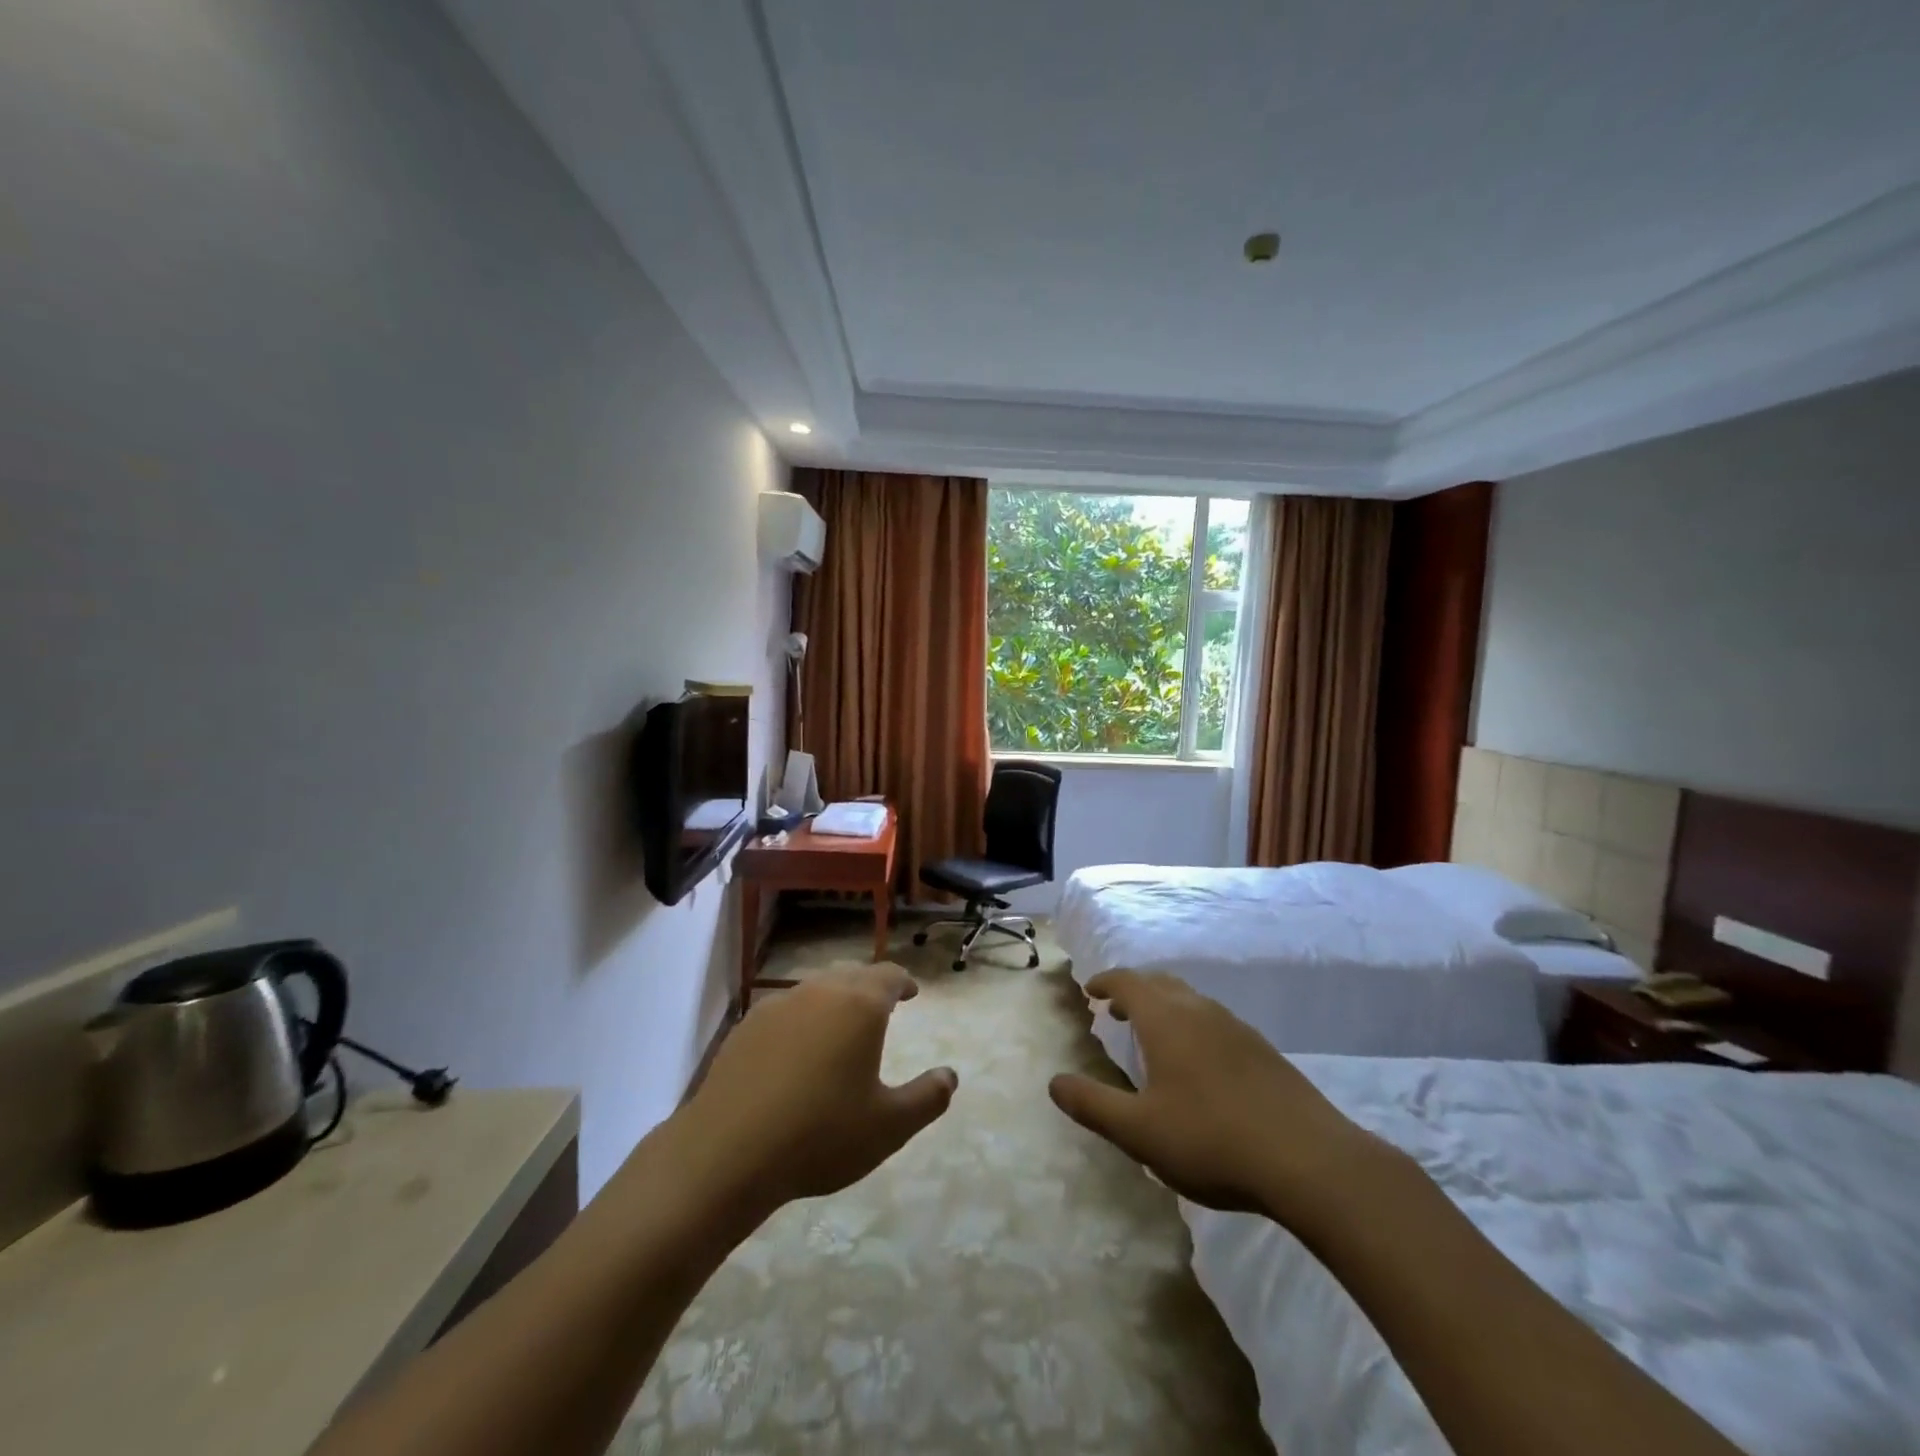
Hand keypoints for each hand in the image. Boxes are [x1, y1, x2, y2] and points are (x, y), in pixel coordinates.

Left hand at [680, 963, 957, 1216]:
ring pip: (816, 988)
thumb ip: (927, 1098)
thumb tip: (950, 1076)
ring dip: (834, 999)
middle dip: (870, 986)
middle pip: (851, 975)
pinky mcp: (746, 1026)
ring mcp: (778, 1005)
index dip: (903, 982)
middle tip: (881, 1005)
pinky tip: (796, 1049)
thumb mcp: (888, 1127)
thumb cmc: (820, 1135)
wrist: (727, 1152)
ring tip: (840, 1025)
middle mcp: (820, 992)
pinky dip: (801, 1018)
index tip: (911, 993)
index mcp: (860, 1005)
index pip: (889, 975)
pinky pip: (785, 1009)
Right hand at [1049, 970, 1381, 1221]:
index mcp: (1166, 1019)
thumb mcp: (1140, 1132)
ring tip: (1154, 1037)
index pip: (1128, 982)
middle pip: (1161, 984)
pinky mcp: (1264, 1052)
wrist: (1309, 1161)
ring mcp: (1237, 1029)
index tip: (1091, 991)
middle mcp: (1200, 1011)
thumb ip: (1093, 1105)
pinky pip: (1215, 1022)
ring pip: (1192, 1002)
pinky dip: (1193, 1027)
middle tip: (1116, 1011)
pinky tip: (1200, 1066)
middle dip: (1134, 992)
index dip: (1106, 982)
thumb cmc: (1211, 1140)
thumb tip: (1054, 1083)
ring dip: (1165, 1009)